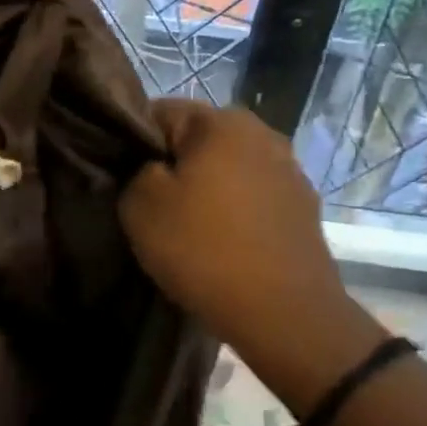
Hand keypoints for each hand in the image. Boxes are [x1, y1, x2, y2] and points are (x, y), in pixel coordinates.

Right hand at [120, 101, 351, 353]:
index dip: (133, 143)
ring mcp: (290, 171)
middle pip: (198, 140)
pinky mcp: (304, 208)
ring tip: (188, 228)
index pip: (159, 112)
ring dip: (207, 189)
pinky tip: (222, 243)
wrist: (283, 312)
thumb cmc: (203, 249)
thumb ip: (135, 171)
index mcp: (222, 122)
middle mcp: (263, 133)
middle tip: (152, 206)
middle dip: (173, 166)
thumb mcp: (140, 205)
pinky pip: (253, 198)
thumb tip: (150, 168)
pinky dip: (234, 212)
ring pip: (228, 169)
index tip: (122, 179)